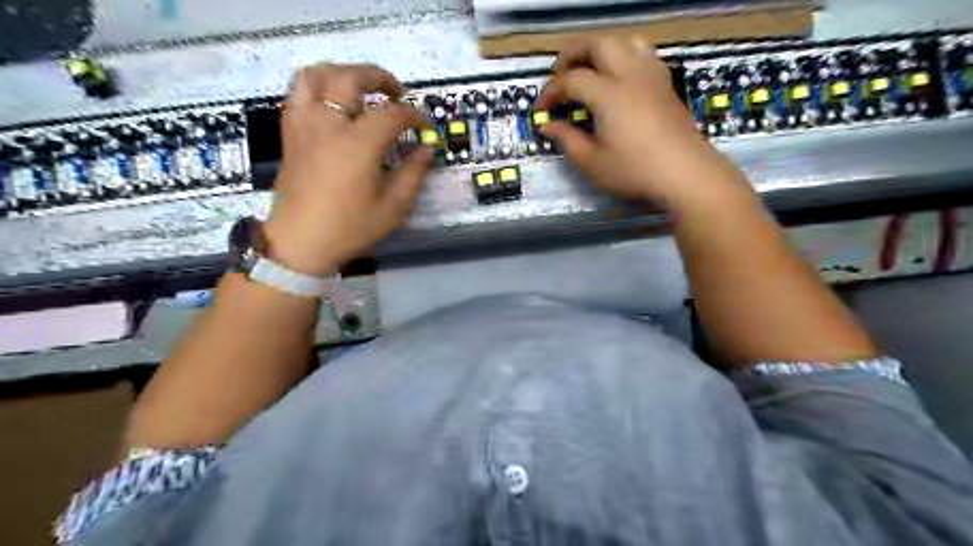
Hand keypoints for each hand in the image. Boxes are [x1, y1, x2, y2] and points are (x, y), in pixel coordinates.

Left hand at [265, 63, 434, 274]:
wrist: (301, 242)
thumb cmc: (350, 227)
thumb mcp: (393, 206)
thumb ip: (414, 173)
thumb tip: (427, 150)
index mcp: (357, 144)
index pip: (392, 114)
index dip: (413, 116)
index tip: (424, 126)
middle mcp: (328, 124)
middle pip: (350, 78)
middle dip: (379, 78)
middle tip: (396, 93)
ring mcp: (304, 125)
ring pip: (316, 75)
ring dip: (342, 73)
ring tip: (361, 88)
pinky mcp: (290, 133)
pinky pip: (299, 93)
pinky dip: (319, 87)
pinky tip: (334, 105)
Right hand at [536, 39, 745, 208]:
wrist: (685, 173)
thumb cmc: (635, 171)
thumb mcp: (593, 162)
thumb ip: (567, 140)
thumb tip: (548, 126)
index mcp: (608, 94)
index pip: (571, 79)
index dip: (551, 91)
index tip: (542, 109)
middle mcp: (629, 75)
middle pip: (597, 44)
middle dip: (572, 54)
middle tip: (560, 75)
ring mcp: (651, 76)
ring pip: (624, 41)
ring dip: (601, 49)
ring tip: (589, 68)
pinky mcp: (665, 84)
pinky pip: (643, 54)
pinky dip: (625, 55)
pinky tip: (620, 76)